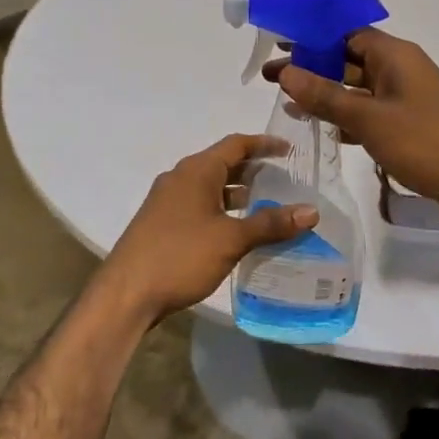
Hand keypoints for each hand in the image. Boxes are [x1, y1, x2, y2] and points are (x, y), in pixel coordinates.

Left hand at [93, 134, 316, 327]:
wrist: (126, 294)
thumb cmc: (180, 256)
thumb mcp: (231, 239)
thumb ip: (271, 223)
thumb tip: (312, 211)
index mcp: (196, 171)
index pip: (236, 144)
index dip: (264, 144)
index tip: (290, 151)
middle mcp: (180, 178)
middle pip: (223, 164)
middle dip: (254, 170)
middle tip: (287, 179)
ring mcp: (168, 201)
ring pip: (211, 187)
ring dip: (238, 193)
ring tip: (270, 206)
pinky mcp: (163, 223)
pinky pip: (200, 205)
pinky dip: (223, 210)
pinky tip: (239, 231)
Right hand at [269, 28, 438, 230]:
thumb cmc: (429, 142)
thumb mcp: (371, 119)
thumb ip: (326, 96)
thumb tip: (287, 71)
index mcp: (395, 56)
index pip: (346, 34)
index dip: (311, 37)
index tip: (278, 46)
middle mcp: (401, 70)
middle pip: (349, 61)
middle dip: (312, 69)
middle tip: (271, 80)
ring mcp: (408, 100)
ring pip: (359, 90)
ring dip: (328, 96)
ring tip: (290, 106)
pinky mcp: (412, 127)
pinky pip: (372, 115)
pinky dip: (349, 120)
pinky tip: (327, 132)